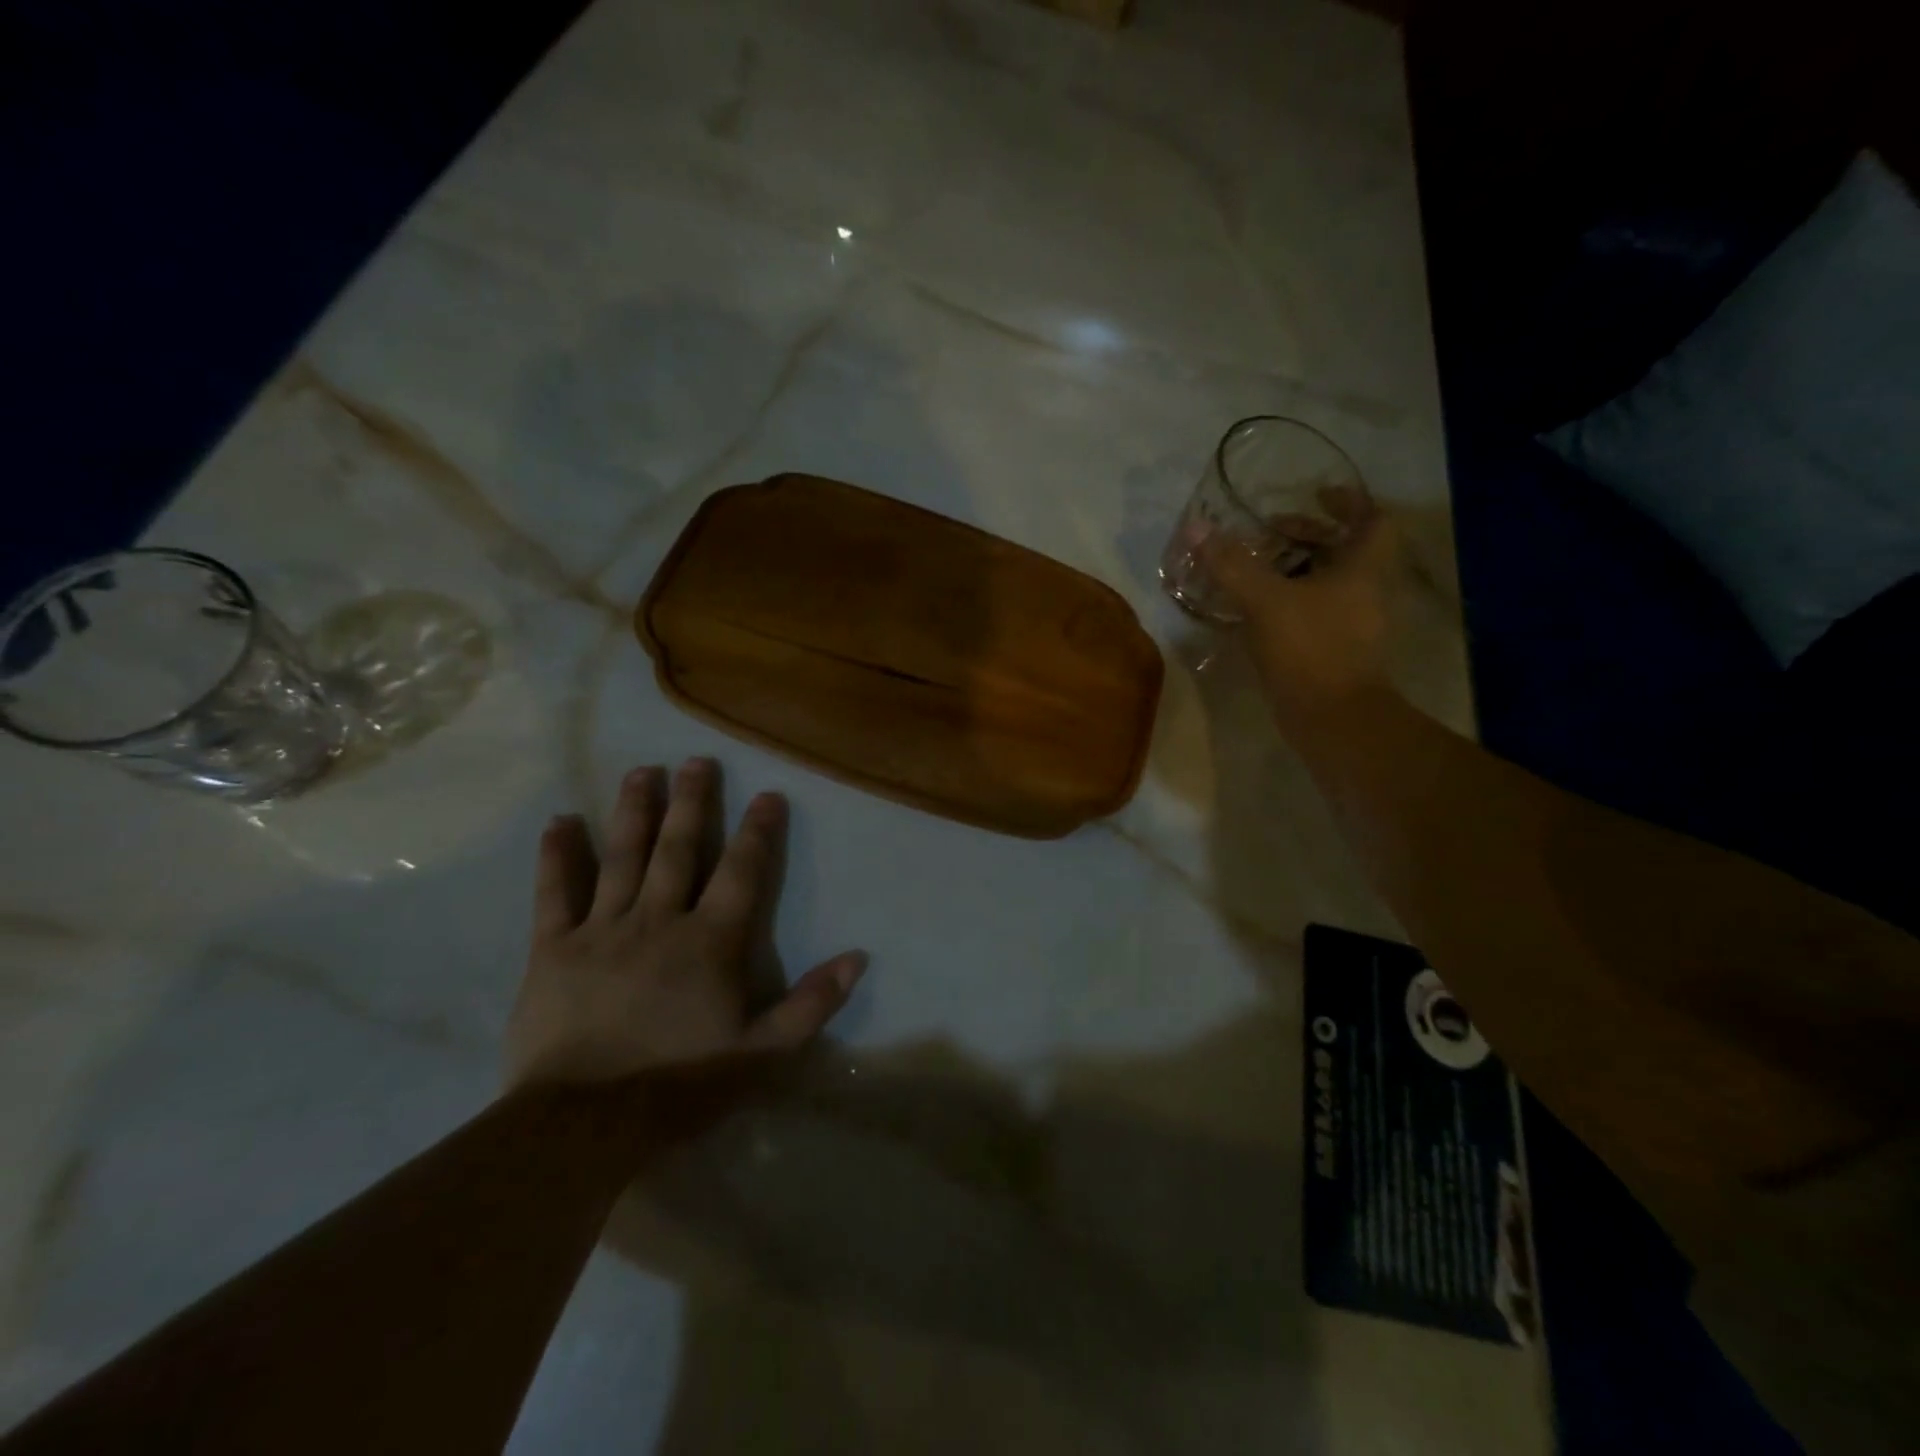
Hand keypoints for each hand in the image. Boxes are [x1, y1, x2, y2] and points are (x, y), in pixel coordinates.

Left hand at [505, 757, 865, 1090]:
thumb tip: (858, 958)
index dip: (758, 831)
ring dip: (635, 811)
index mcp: (710, 941)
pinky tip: (560, 821)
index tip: (768, 794)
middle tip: (698, 760)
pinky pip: (554, 894)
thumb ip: (811, 1004)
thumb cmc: (679, 1085)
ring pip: (622, 857)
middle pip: (679, 849)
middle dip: (693, 802)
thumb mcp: (762, 1054)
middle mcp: (658, 920)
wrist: (583, 1125)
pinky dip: (557, 856)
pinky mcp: (553, 950)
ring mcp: (602, 930)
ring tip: (644, 771)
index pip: (742, 873)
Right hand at [1198, 487, 1399, 728]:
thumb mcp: (1265, 600)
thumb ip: (1231, 564)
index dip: (1348, 501)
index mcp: (1364, 569)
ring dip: (1297, 570)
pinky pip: (1314, 613)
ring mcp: (1353, 625)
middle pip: (1347, 550)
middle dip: (1311, 536)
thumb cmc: (1310, 648)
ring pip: (1329, 583)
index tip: (1315, 494)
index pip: (1374, 519)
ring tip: (1257, 568)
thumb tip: (1196, 527)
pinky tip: (1256, 610)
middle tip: (1271, 532)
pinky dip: (1290, 603)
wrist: (1333, 718)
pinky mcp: (1335, 651)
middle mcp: (1366, 592)